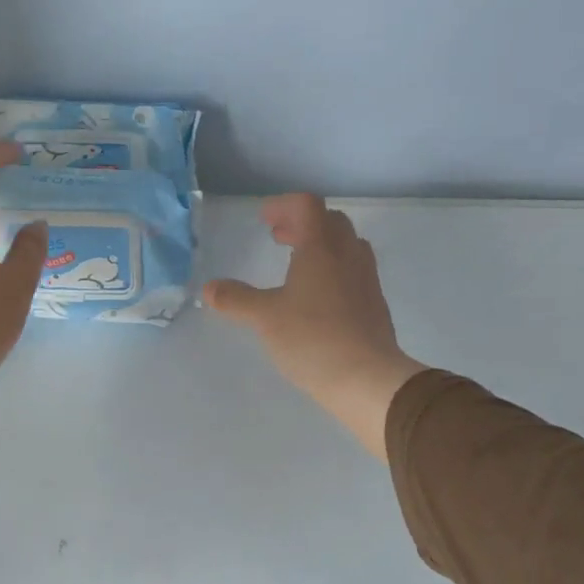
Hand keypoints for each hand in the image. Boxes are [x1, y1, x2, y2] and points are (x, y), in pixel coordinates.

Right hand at [203, 195, 425, 459]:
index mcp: (321, 247)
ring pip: (346, 245)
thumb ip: (236, 299)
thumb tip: (208, 288)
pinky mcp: (375, 304)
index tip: (265, 220)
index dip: (283, 206)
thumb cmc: (312, 338)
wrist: (367, 378)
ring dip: (322, 245)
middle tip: (279, 239)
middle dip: (302, 224)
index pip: (307, 205)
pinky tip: (319, 298)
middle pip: (330, 221)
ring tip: (298, 265)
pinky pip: (355, 271)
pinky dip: (334, 269)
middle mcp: (348, 255)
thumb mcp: (265, 318)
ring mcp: (367, 279)